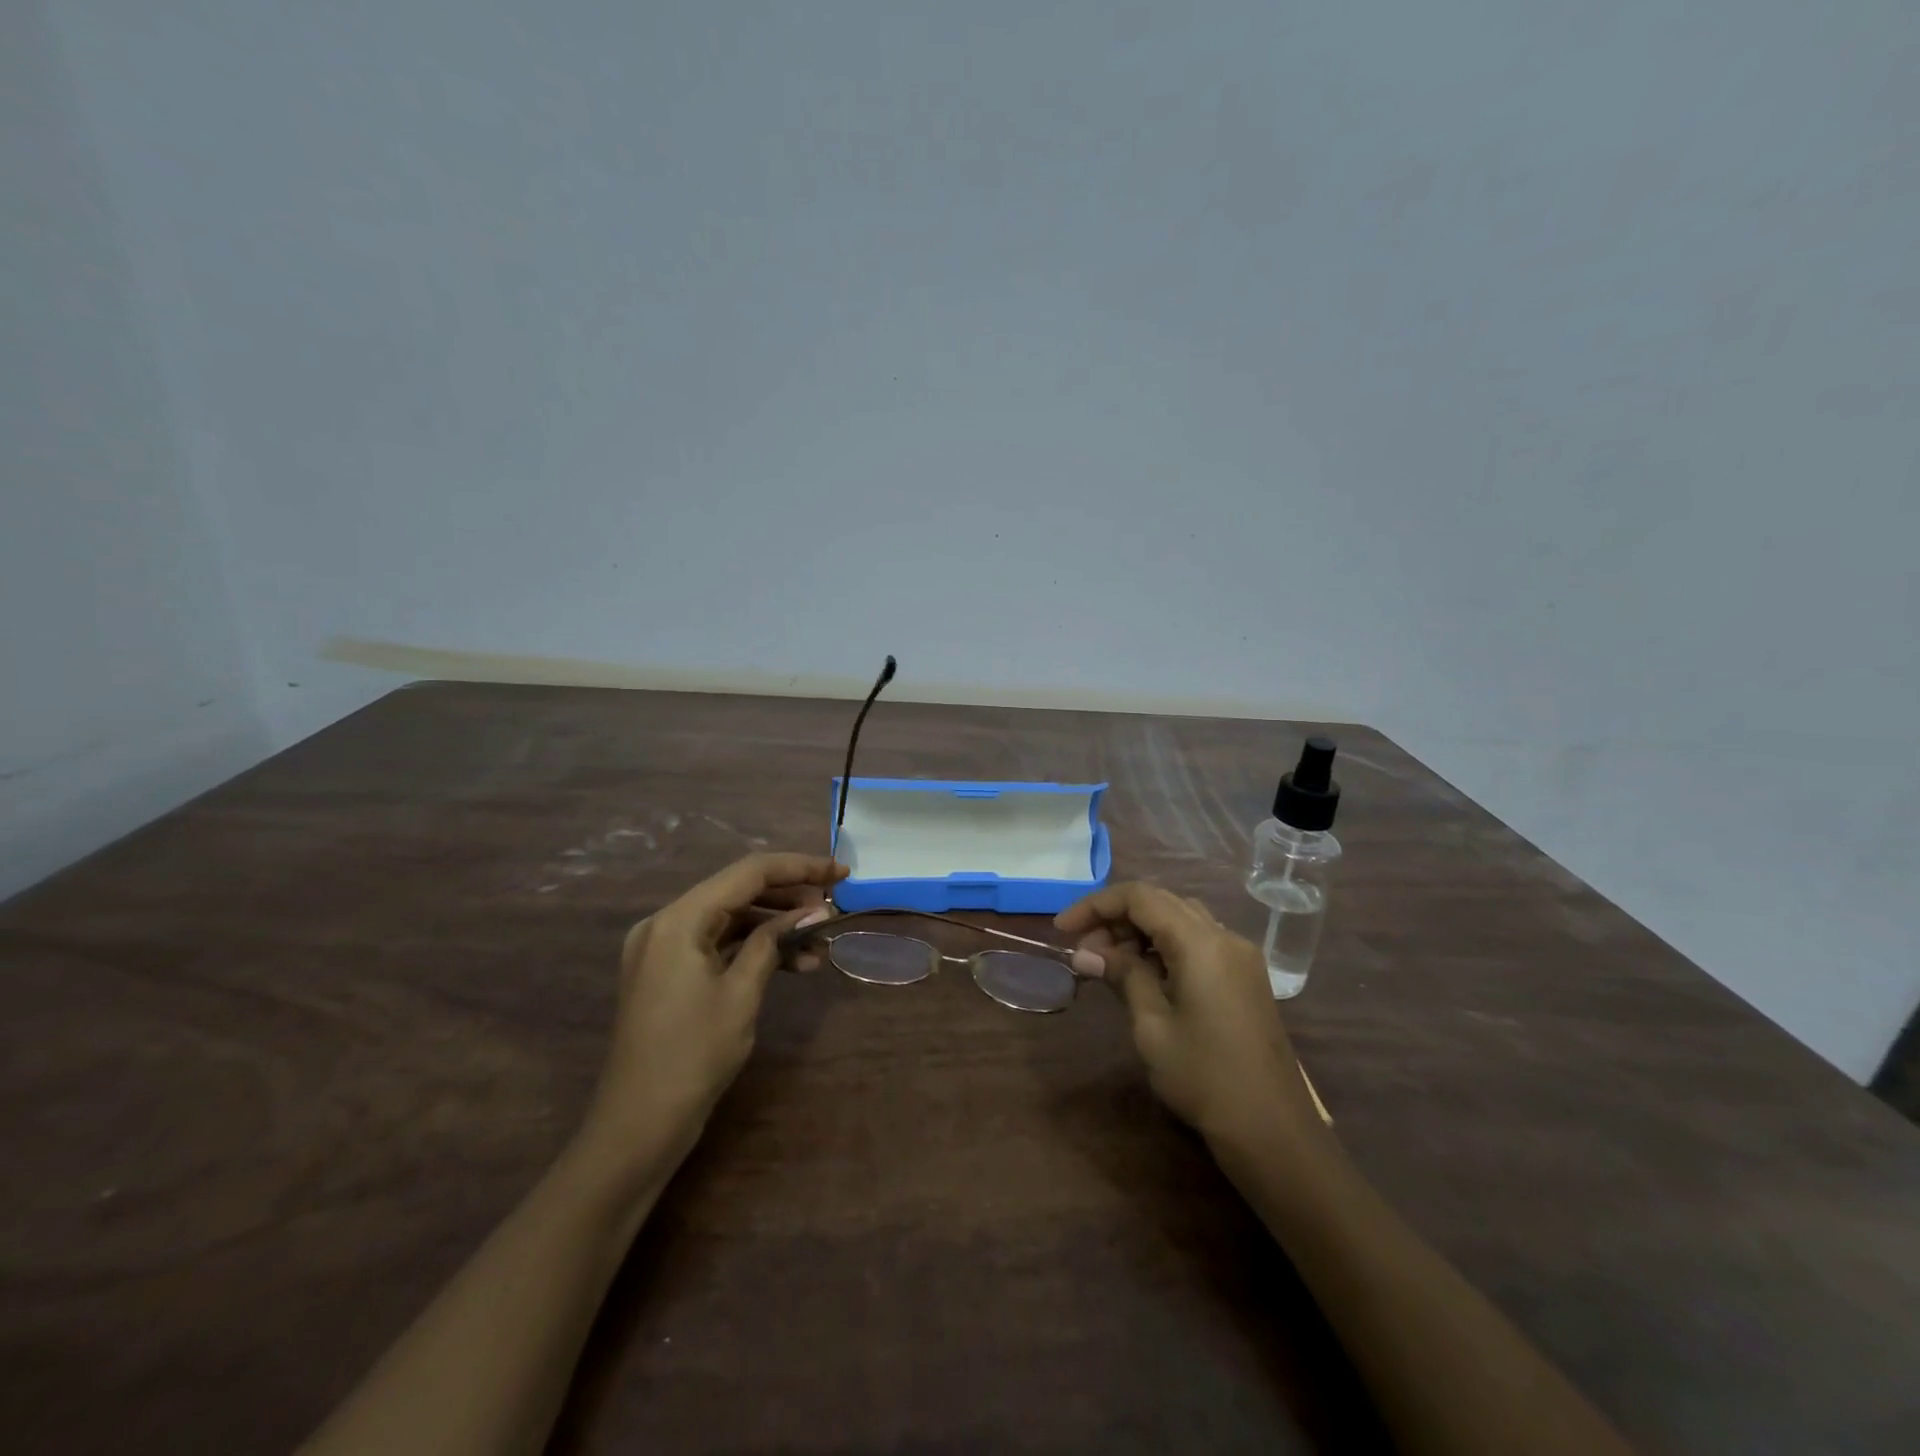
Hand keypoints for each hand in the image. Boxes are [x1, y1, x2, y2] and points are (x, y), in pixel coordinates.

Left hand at [581, 853, 845, 1164]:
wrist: (638, 1126)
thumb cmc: (693, 1056)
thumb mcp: (741, 994)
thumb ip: (773, 942)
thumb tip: (811, 912)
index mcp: (679, 919)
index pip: (749, 873)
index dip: (800, 867)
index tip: (841, 873)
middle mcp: (665, 922)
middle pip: (738, 891)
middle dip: (789, 897)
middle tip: (834, 908)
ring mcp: (664, 948)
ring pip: (731, 918)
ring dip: (775, 926)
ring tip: (820, 945)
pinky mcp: (668, 971)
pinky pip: (717, 943)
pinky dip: (753, 948)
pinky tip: (794, 965)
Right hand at [1057, 882, 1326, 1151]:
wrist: (1273, 1130)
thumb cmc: (1205, 1077)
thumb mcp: (1152, 1026)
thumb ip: (1122, 976)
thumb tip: (1085, 953)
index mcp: (1201, 942)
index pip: (1140, 897)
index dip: (1096, 905)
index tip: (1063, 929)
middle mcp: (1224, 936)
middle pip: (1161, 902)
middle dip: (1116, 918)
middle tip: (1084, 950)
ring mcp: (1239, 955)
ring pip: (1180, 919)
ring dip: (1139, 931)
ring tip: (1107, 963)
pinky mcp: (1245, 976)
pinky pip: (1198, 941)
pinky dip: (1165, 946)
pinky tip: (1143, 974)